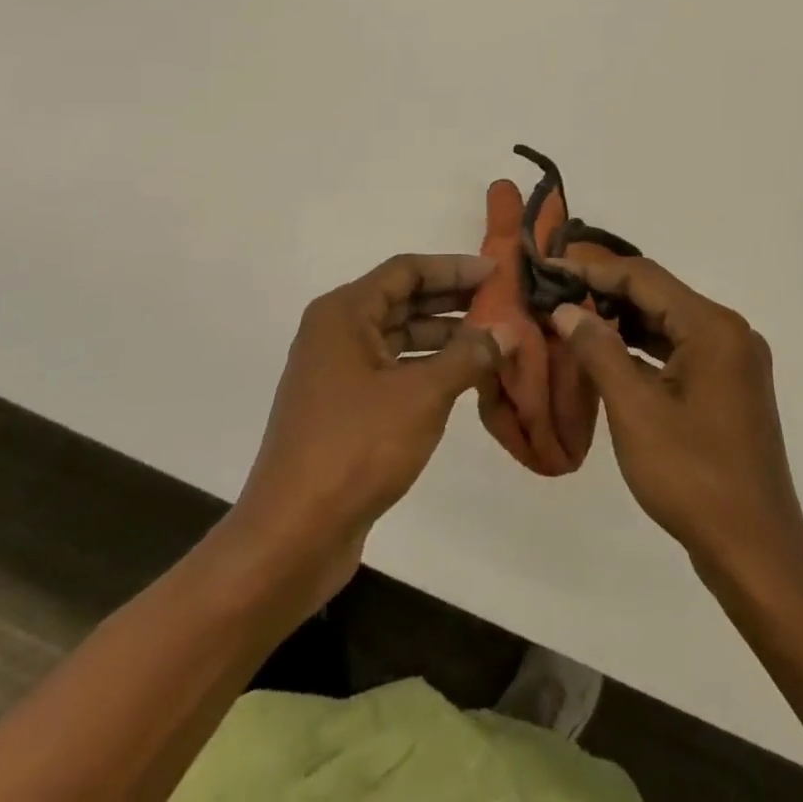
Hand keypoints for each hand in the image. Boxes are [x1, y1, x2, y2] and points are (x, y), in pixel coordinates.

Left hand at [228, 253, 513, 609]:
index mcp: (344, 313)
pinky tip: (464, 378)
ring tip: (493, 339)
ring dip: (443, 335)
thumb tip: (509, 329)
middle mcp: (336, 333)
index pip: (406, 270)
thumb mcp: (422, 396)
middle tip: (502, 302)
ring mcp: (337, 372)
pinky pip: (393, 370)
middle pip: (402, 300)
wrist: (293, 536)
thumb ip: (469, 356)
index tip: (497, 272)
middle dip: (452, 299)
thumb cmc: (356, 449)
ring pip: (399, 337)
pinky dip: (427, 368)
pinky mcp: (343, 409)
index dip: (453, 267)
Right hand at [552, 256, 802, 587]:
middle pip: (658, 296)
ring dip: (622, 321)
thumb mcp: (634, 410)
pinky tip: (608, 354)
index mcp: (713, 327)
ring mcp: (733, 361)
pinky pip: (679, 350)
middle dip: (605, 293)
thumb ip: (598, 350)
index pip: (643, 277)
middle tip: (555, 294)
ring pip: (667, 323)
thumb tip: (565, 309)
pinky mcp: (729, 387)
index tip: (549, 270)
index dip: (592, 270)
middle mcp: (730, 332)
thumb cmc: (692, 477)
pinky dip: (643, 348)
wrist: (755, 553)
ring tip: (571, 319)